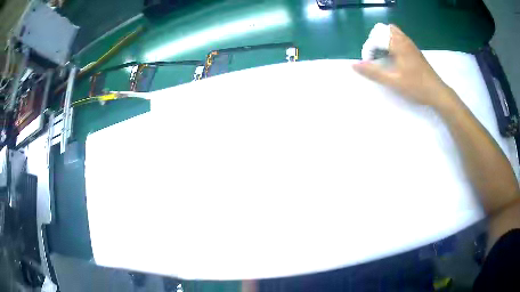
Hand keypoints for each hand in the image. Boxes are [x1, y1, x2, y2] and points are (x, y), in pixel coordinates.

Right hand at [353, 25, 455, 107]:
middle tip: (376, 57)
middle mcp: (403, 39)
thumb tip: (353, 65)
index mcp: (397, 44)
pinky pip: (399, 37)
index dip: (369, 49)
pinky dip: (392, 42)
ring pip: (392, 32)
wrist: (437, 92)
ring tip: (384, 56)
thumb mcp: (393, 81)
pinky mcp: (414, 49)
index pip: (375, 38)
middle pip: (383, 30)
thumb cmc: (416, 86)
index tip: (369, 63)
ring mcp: (410, 43)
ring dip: (384, 40)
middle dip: (375, 41)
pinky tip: (394, 57)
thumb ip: (373, 72)